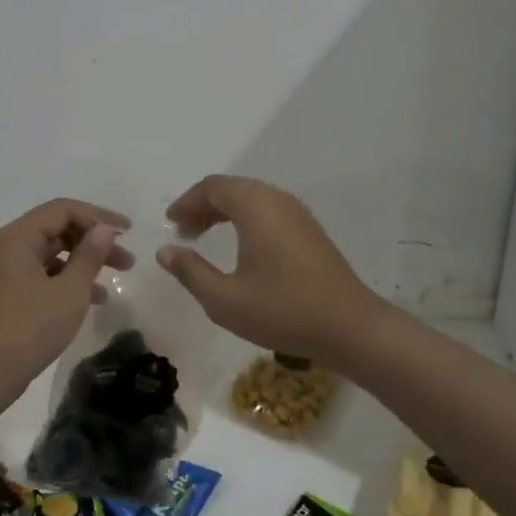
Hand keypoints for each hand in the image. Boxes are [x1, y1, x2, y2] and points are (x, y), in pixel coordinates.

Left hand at [0, 199, 132, 399]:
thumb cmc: (28, 329)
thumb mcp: (69, 291)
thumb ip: (89, 255)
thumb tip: (104, 228)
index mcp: (19, 236)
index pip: (63, 210)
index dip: (98, 217)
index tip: (128, 232)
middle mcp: (10, 246)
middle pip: (59, 229)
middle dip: (94, 241)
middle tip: (127, 259)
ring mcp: (8, 270)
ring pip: (54, 253)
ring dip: (86, 261)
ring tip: (119, 277)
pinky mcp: (10, 292)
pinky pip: (45, 273)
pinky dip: (70, 279)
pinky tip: (96, 298)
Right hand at [156, 175, 384, 366]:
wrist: (350, 327)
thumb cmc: (282, 310)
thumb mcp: (224, 299)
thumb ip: (190, 272)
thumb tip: (165, 251)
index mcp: (255, 206)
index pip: (212, 188)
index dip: (187, 202)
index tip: (170, 224)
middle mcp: (276, 199)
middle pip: (231, 189)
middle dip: (203, 206)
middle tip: (183, 233)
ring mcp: (297, 213)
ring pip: (251, 199)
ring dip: (224, 212)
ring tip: (204, 238)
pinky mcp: (309, 230)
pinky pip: (268, 210)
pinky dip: (245, 220)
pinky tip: (240, 247)